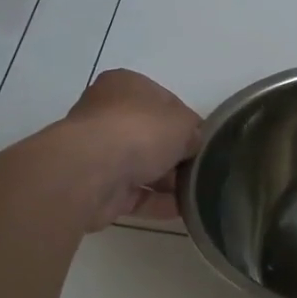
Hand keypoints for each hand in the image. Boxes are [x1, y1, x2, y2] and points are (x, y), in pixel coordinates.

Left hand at [61, 69, 200, 226]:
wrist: (91, 172)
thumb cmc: (140, 131)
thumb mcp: (183, 123)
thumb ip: (194, 132)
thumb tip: (194, 145)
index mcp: (126, 86)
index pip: (165, 102)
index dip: (188, 122)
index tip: (204, 141)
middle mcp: (107, 114)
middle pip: (152, 136)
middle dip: (177, 155)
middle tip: (203, 169)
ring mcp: (99, 152)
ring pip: (142, 166)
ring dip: (169, 181)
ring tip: (198, 194)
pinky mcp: (97, 186)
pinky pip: (135, 194)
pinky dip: (158, 202)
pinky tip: (183, 210)